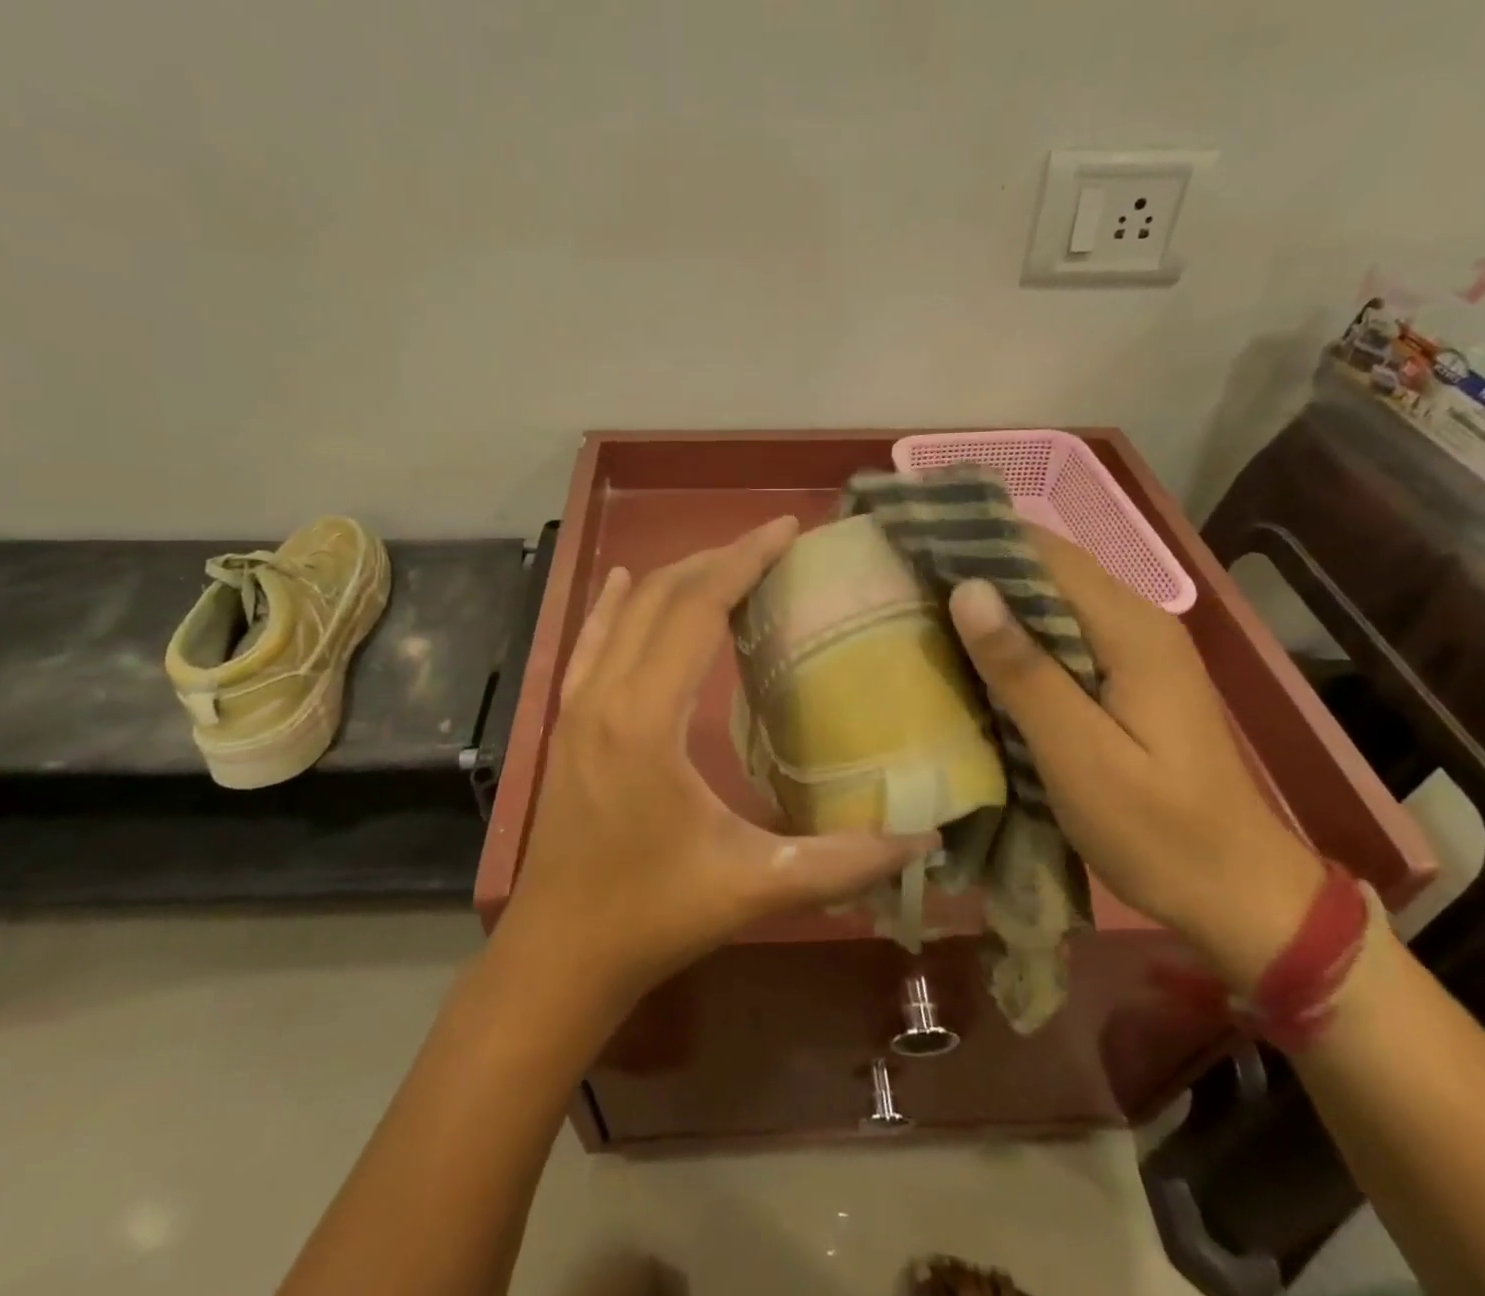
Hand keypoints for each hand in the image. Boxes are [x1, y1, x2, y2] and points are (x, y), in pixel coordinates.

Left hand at [504, 516, 937, 1005]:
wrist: (558, 955)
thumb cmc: (653, 916)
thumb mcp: (755, 887)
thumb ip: (844, 861)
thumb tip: (927, 838)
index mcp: (645, 718)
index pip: (697, 608)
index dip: (744, 560)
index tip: (787, 528)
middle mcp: (604, 695)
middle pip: (663, 597)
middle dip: (719, 558)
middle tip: (773, 541)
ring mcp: (575, 706)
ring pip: (626, 613)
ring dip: (676, 577)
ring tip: (726, 559)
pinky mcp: (564, 722)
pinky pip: (587, 643)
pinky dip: (613, 604)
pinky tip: (624, 580)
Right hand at [947, 527, 1324, 987]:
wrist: (1239, 895)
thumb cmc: (1159, 833)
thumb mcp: (1081, 757)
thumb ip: (1024, 672)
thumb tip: (968, 589)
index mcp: (1131, 630)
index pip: (1047, 554)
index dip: (982, 540)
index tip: (918, 543)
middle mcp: (1138, 623)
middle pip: (1050, 572)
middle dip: (981, 568)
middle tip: (907, 580)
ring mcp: (1137, 651)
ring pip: (1053, 604)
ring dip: (995, 604)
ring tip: (923, 608)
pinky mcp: (1129, 678)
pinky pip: (1063, 637)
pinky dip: (1017, 638)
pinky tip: (975, 654)